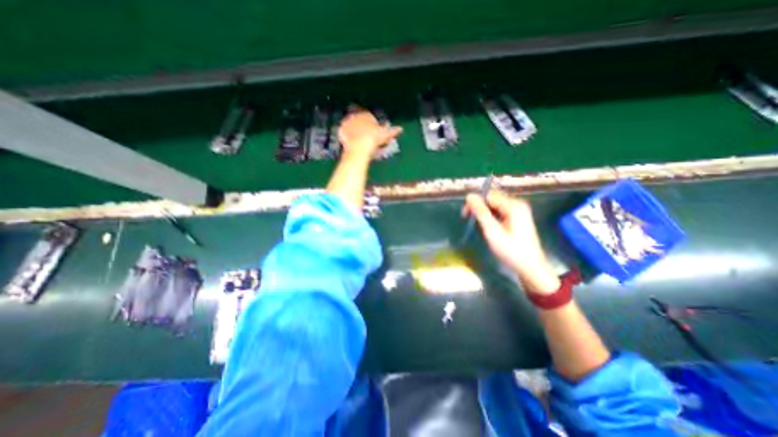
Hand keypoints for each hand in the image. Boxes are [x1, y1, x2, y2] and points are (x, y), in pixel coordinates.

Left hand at [339, 107, 403, 158]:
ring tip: (358, 139)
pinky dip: (347, 135)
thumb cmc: (374, 140)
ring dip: (354, 130)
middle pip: (359, 120)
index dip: (372, 125)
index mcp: (366, 115)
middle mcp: (356, 115)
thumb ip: (392, 131)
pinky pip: (344, 132)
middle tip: (366, 137)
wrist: (359, 148)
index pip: (369, 117)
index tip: (374, 133)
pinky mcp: (341, 130)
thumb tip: (401, 129)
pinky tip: (351, 142)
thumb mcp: (385, 135)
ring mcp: (347, 122)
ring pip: (351, 125)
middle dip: (362, 126)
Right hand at [460, 189, 558, 295]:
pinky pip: (500, 211)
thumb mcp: (492, 231)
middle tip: (468, 220)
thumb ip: (481, 213)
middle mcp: (517, 204)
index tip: (465, 214)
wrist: (531, 268)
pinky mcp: (518, 218)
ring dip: (484, 213)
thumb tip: (469, 196)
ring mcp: (519, 211)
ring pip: (495, 205)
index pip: (489, 195)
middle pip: (492, 199)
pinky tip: (489, 227)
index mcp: (513, 206)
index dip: (475, 202)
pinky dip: (491, 217)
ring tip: (479, 226)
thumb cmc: (511, 251)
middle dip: (479, 208)